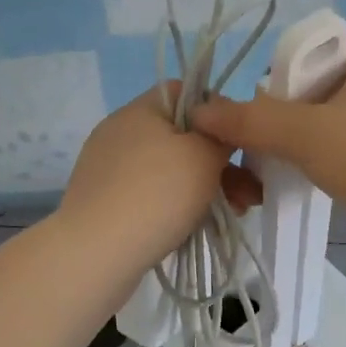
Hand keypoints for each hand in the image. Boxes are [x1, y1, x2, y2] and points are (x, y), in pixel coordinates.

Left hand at [61, 85, 259, 269]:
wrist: (96, 254)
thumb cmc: (157, 194)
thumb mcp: (204, 156)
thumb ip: (221, 135)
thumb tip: (220, 131)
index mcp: (140, 110)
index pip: (183, 92)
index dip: (216, 111)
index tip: (238, 140)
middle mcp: (120, 132)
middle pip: (181, 135)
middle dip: (219, 161)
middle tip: (249, 190)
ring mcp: (109, 169)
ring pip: (169, 170)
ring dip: (205, 187)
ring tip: (236, 213)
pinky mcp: (105, 202)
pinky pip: (151, 195)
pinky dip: (177, 206)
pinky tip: (199, 227)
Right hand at [189, 33, 345, 214]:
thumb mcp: (303, 133)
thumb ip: (249, 120)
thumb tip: (200, 112)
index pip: (325, 40)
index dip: (290, 57)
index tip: (264, 89)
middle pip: (321, 83)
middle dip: (286, 106)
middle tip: (261, 130)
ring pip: (330, 120)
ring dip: (298, 138)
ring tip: (271, 159)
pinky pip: (344, 149)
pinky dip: (318, 160)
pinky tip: (298, 179)